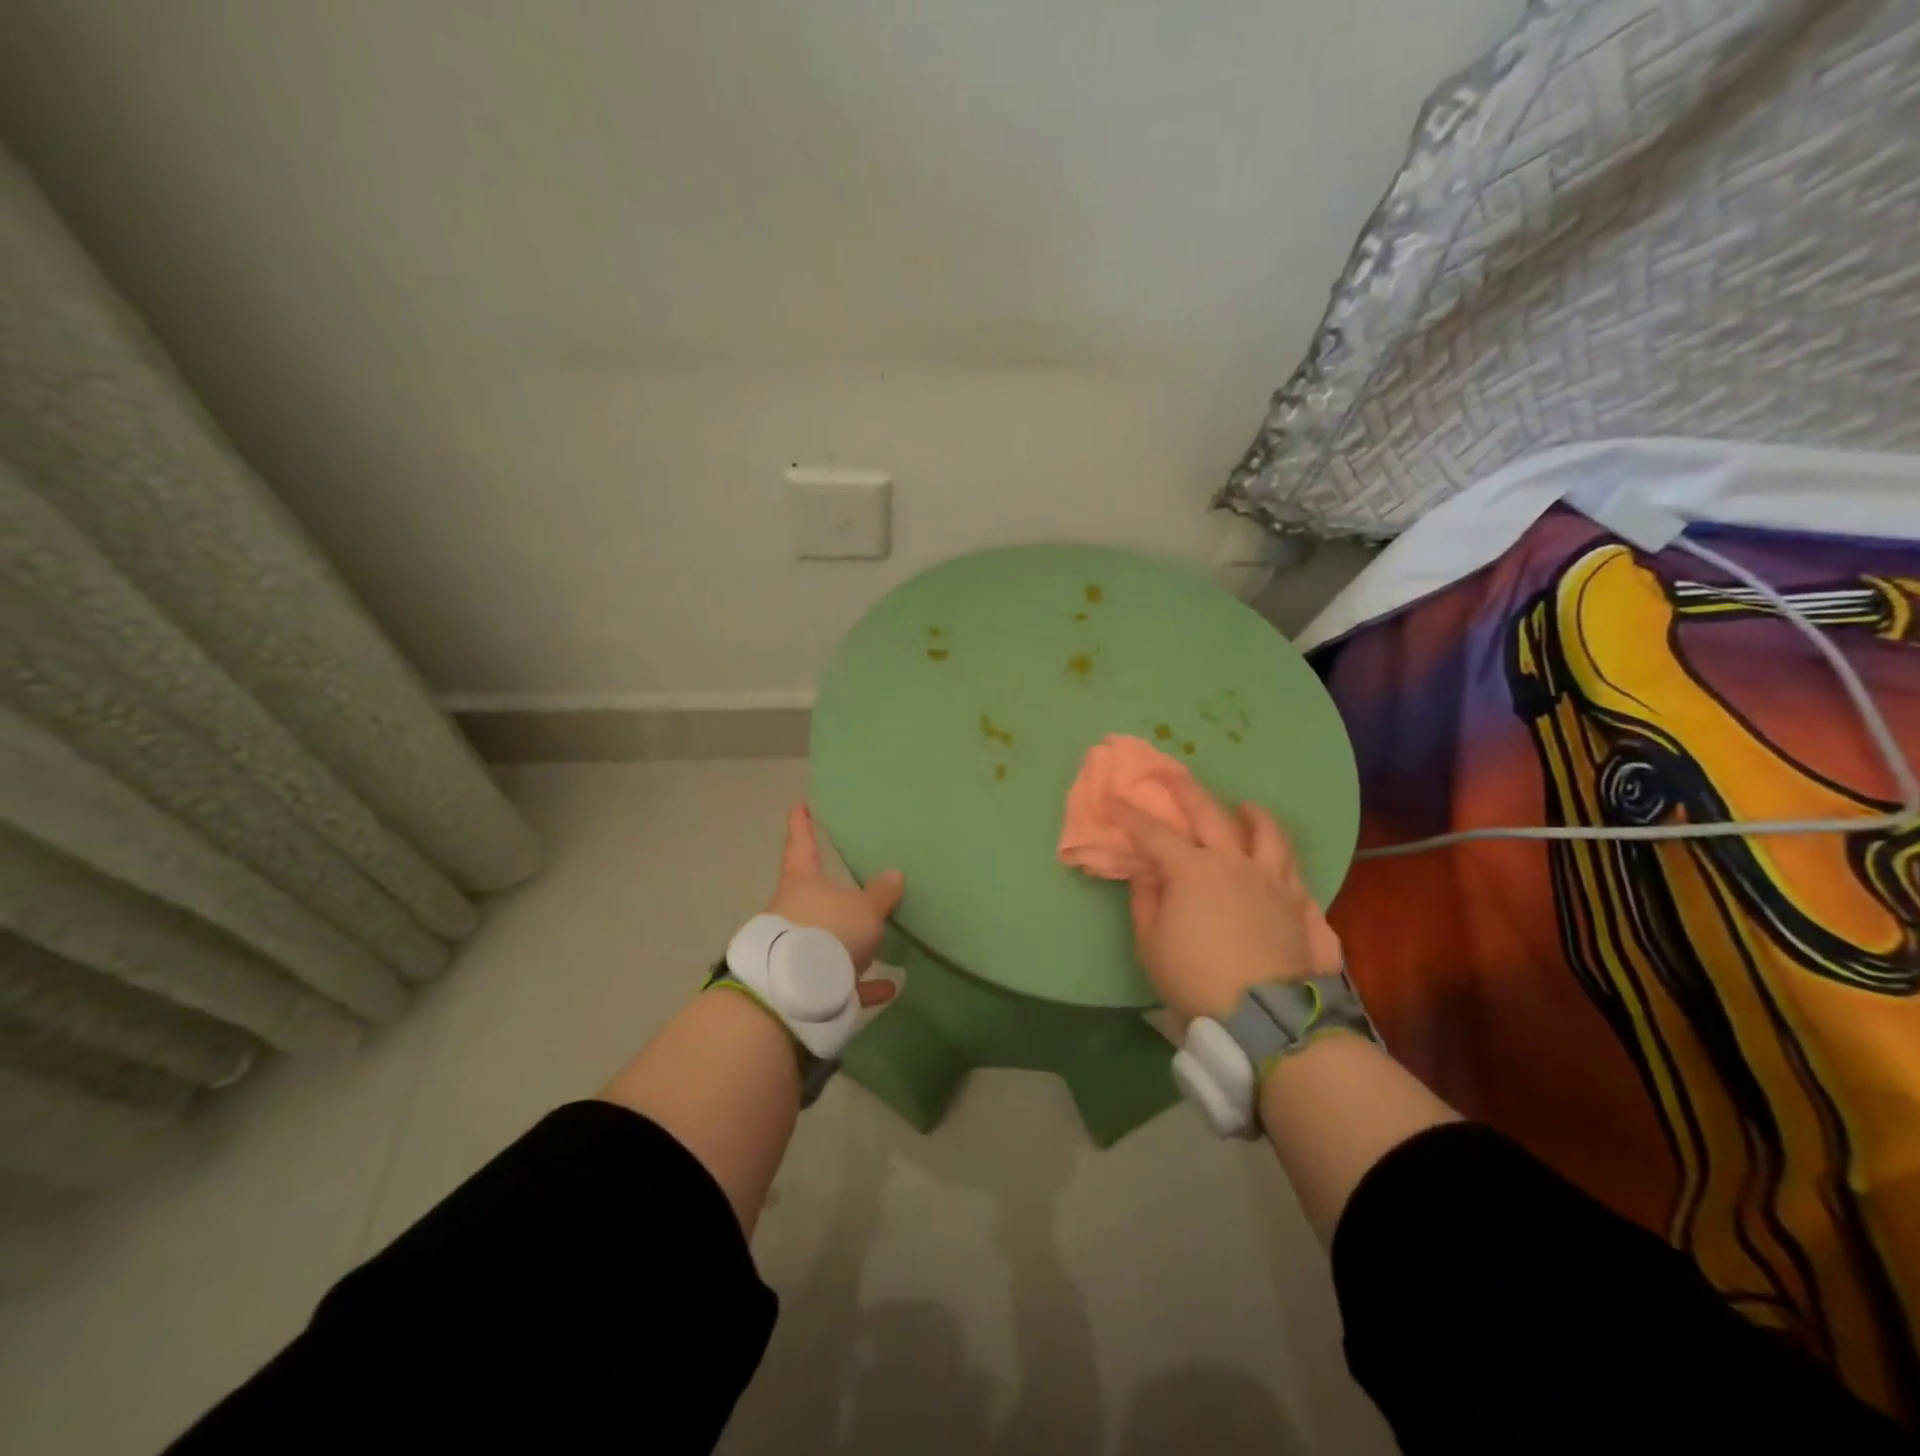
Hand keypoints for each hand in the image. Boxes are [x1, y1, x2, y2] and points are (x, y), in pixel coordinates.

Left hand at [766, 804, 903, 1007]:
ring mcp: (796, 950)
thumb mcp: (865, 908)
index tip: (800, 807)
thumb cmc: (829, 931)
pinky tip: (889, 987)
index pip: (801, 845)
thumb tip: (893, 875)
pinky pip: (838, 980)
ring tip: (879, 944)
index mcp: (802, 882)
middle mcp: (792, 912)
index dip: (802, 826)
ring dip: (850, 943)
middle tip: (856, 890)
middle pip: (813, 896)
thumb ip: (881, 892)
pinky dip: (861, 984)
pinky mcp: (805, 984)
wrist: (796, 992)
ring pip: (825, 940)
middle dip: (833, 896)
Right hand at [1120, 779, 1342, 1023]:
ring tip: (1243, 806)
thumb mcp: (1150, 943)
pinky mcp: (1294, 901)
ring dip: (1250, 812)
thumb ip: (1145, 899)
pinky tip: (1273, 852)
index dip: (1130, 815)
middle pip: (1209, 812)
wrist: (1263, 1015)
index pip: (1154, 832)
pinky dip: (1278, 850)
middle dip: (1184, 789)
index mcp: (1192, 870)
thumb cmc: (1195, 978)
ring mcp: (1268, 878)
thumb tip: (1145, 872)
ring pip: (1265, 830)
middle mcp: (1232, 862)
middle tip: (1168, 775)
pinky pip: (1290, 864)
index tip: (1113, 800)